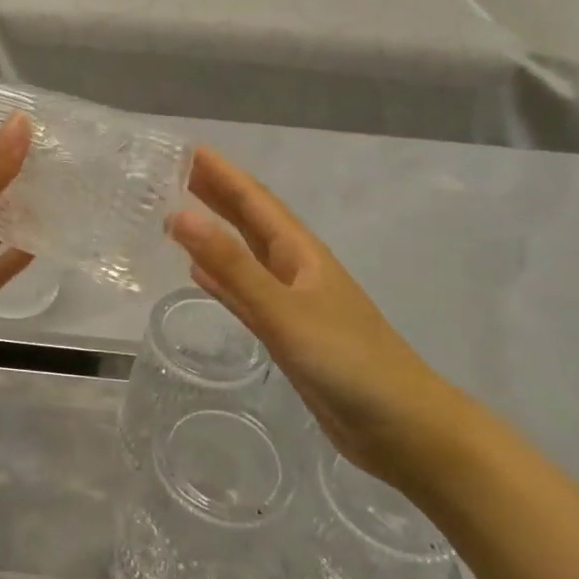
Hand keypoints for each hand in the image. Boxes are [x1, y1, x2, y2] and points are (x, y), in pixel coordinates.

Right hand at [168, 147, 463, 489]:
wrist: (402, 429)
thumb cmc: (348, 361)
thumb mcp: (284, 309)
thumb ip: (232, 266)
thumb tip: (180, 215)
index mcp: (300, 253)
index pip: (254, 201)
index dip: (222, 174)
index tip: (188, 149)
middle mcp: (295, 270)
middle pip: (250, 222)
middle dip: (217, 194)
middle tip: (175, 172)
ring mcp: (292, 303)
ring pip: (245, 256)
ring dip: (215, 234)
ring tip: (179, 214)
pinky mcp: (287, 334)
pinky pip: (244, 294)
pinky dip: (221, 279)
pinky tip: (199, 275)